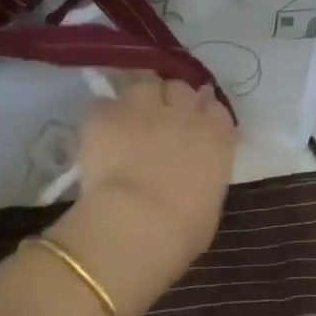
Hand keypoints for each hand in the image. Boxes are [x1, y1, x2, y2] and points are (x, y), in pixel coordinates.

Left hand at [48, 75, 235, 315]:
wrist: (138, 224)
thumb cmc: (186, 229)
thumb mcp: (210, 203)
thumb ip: (205, 176)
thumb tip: (194, 176)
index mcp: (216, 136)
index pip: (216, 109)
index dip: (204, 116)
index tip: (196, 129)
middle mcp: (183, 111)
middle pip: (180, 89)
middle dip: (172, 102)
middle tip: (161, 125)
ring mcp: (142, 107)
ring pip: (143, 86)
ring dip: (139, 101)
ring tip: (129, 124)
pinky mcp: (104, 114)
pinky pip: (103, 104)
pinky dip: (103, 118)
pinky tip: (99, 137)